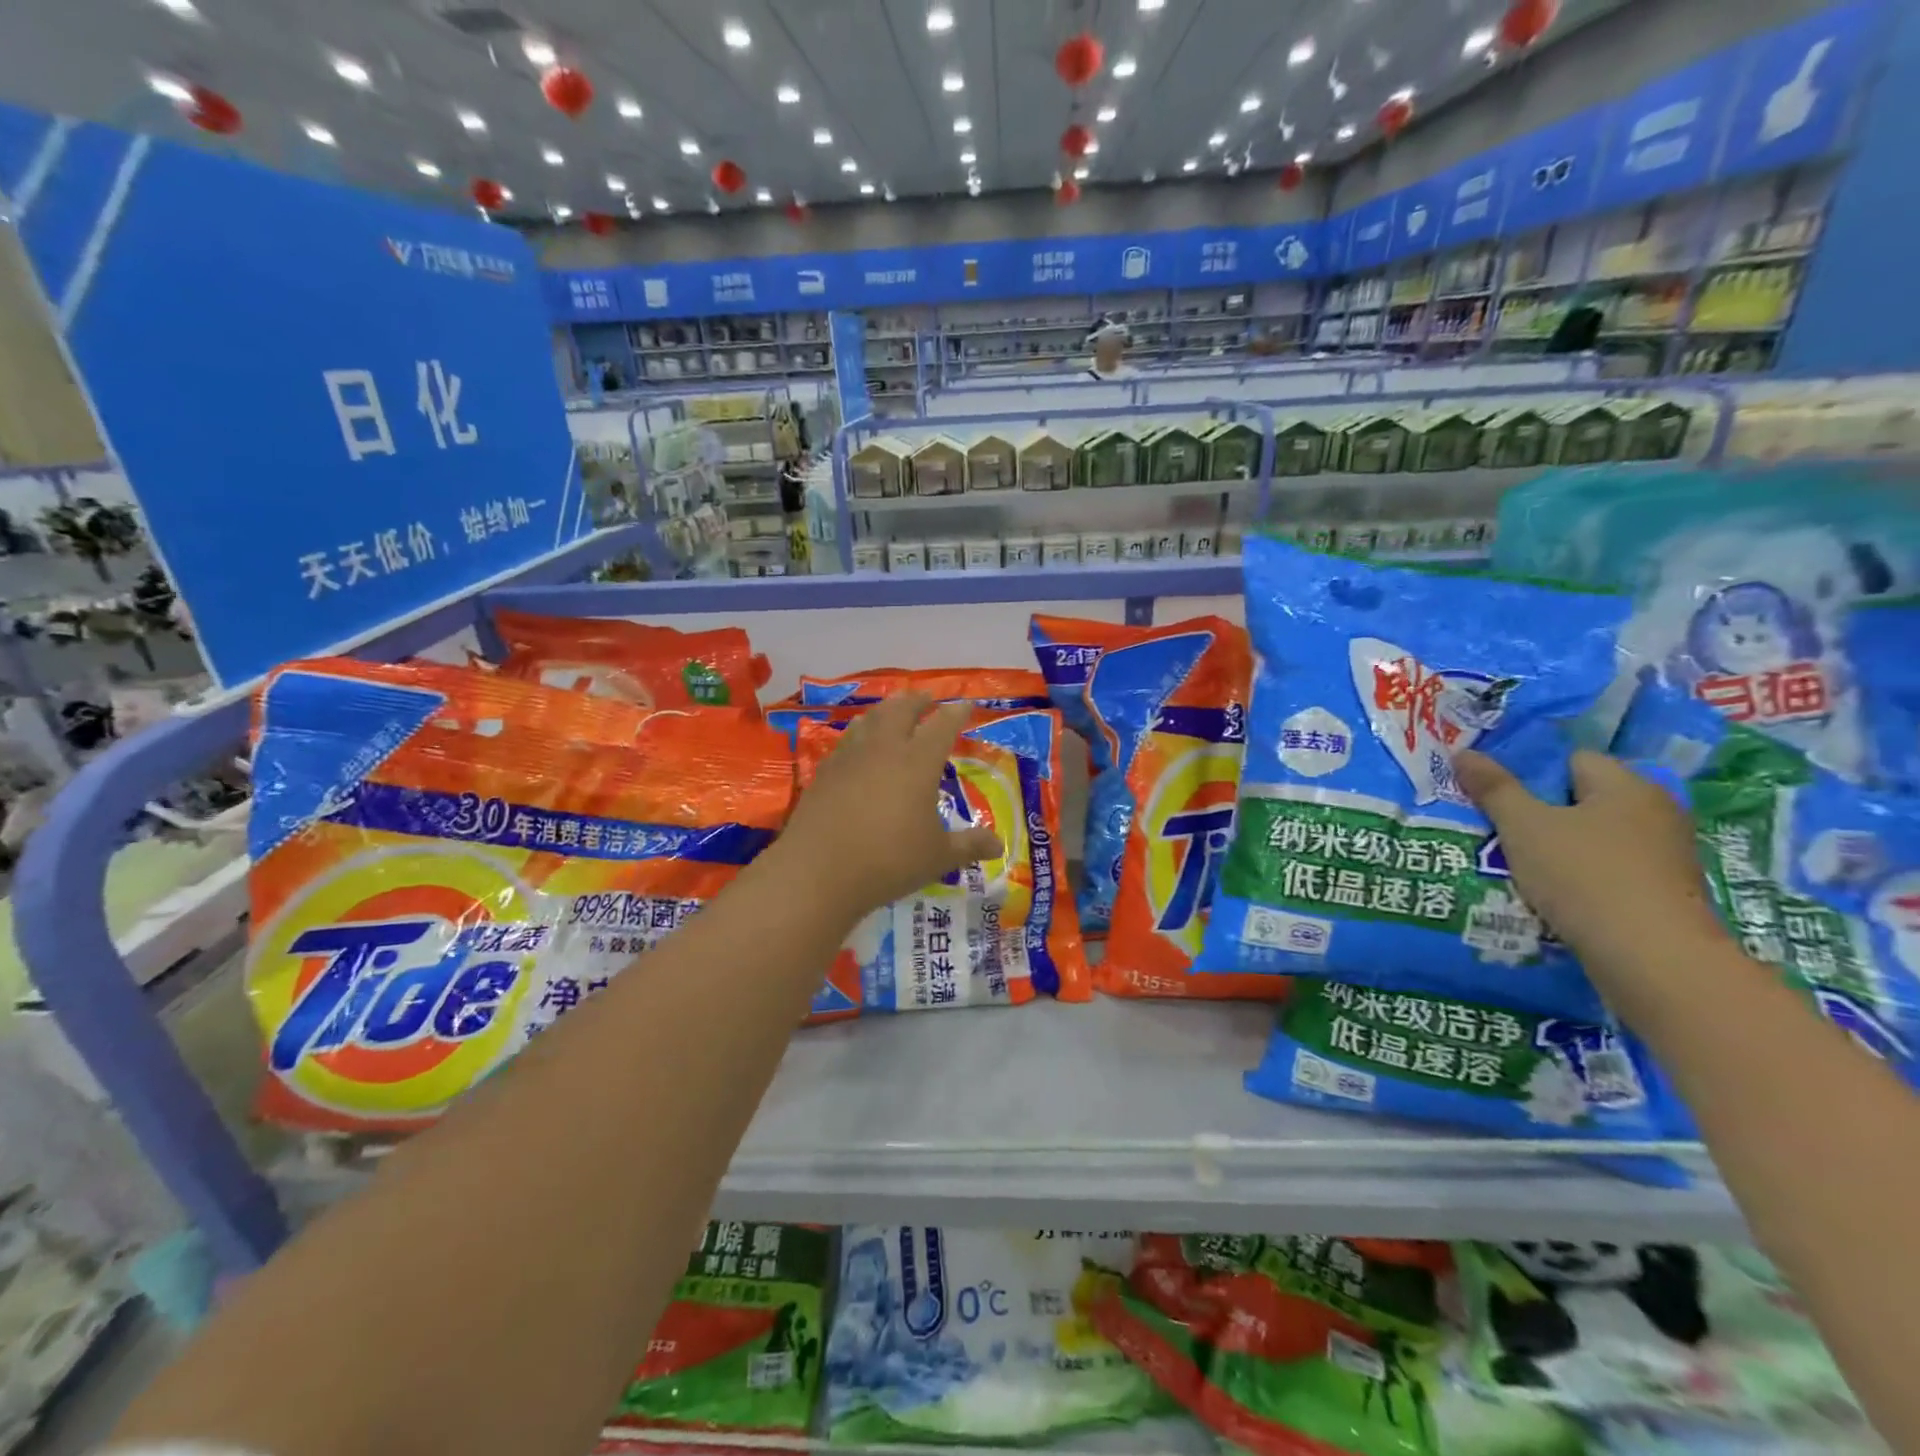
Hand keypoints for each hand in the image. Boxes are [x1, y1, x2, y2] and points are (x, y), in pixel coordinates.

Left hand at [777, 694, 1002, 920]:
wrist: (818, 871)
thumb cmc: (888, 861)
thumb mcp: (937, 857)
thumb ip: (968, 846)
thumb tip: (998, 845)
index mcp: (918, 763)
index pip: (942, 726)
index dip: (956, 713)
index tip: (966, 705)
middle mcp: (884, 749)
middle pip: (901, 710)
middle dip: (917, 700)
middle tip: (927, 697)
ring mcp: (850, 757)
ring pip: (870, 719)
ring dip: (886, 709)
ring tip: (892, 710)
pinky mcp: (825, 772)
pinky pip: (847, 739)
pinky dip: (860, 732)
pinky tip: (858, 744)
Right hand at [1452, 748, 1733, 1000]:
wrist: (1653, 959)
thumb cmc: (1584, 876)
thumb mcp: (1524, 827)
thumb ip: (1493, 788)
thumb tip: (1462, 752)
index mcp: (1627, 785)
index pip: (1572, 760)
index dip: (1531, 773)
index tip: (1497, 796)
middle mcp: (1655, 811)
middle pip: (1584, 799)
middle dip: (1542, 812)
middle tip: (1499, 827)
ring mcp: (1665, 855)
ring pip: (1595, 837)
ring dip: (1559, 847)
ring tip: (1516, 863)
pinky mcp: (1664, 892)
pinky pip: (1609, 869)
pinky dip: (1580, 876)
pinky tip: (1551, 893)